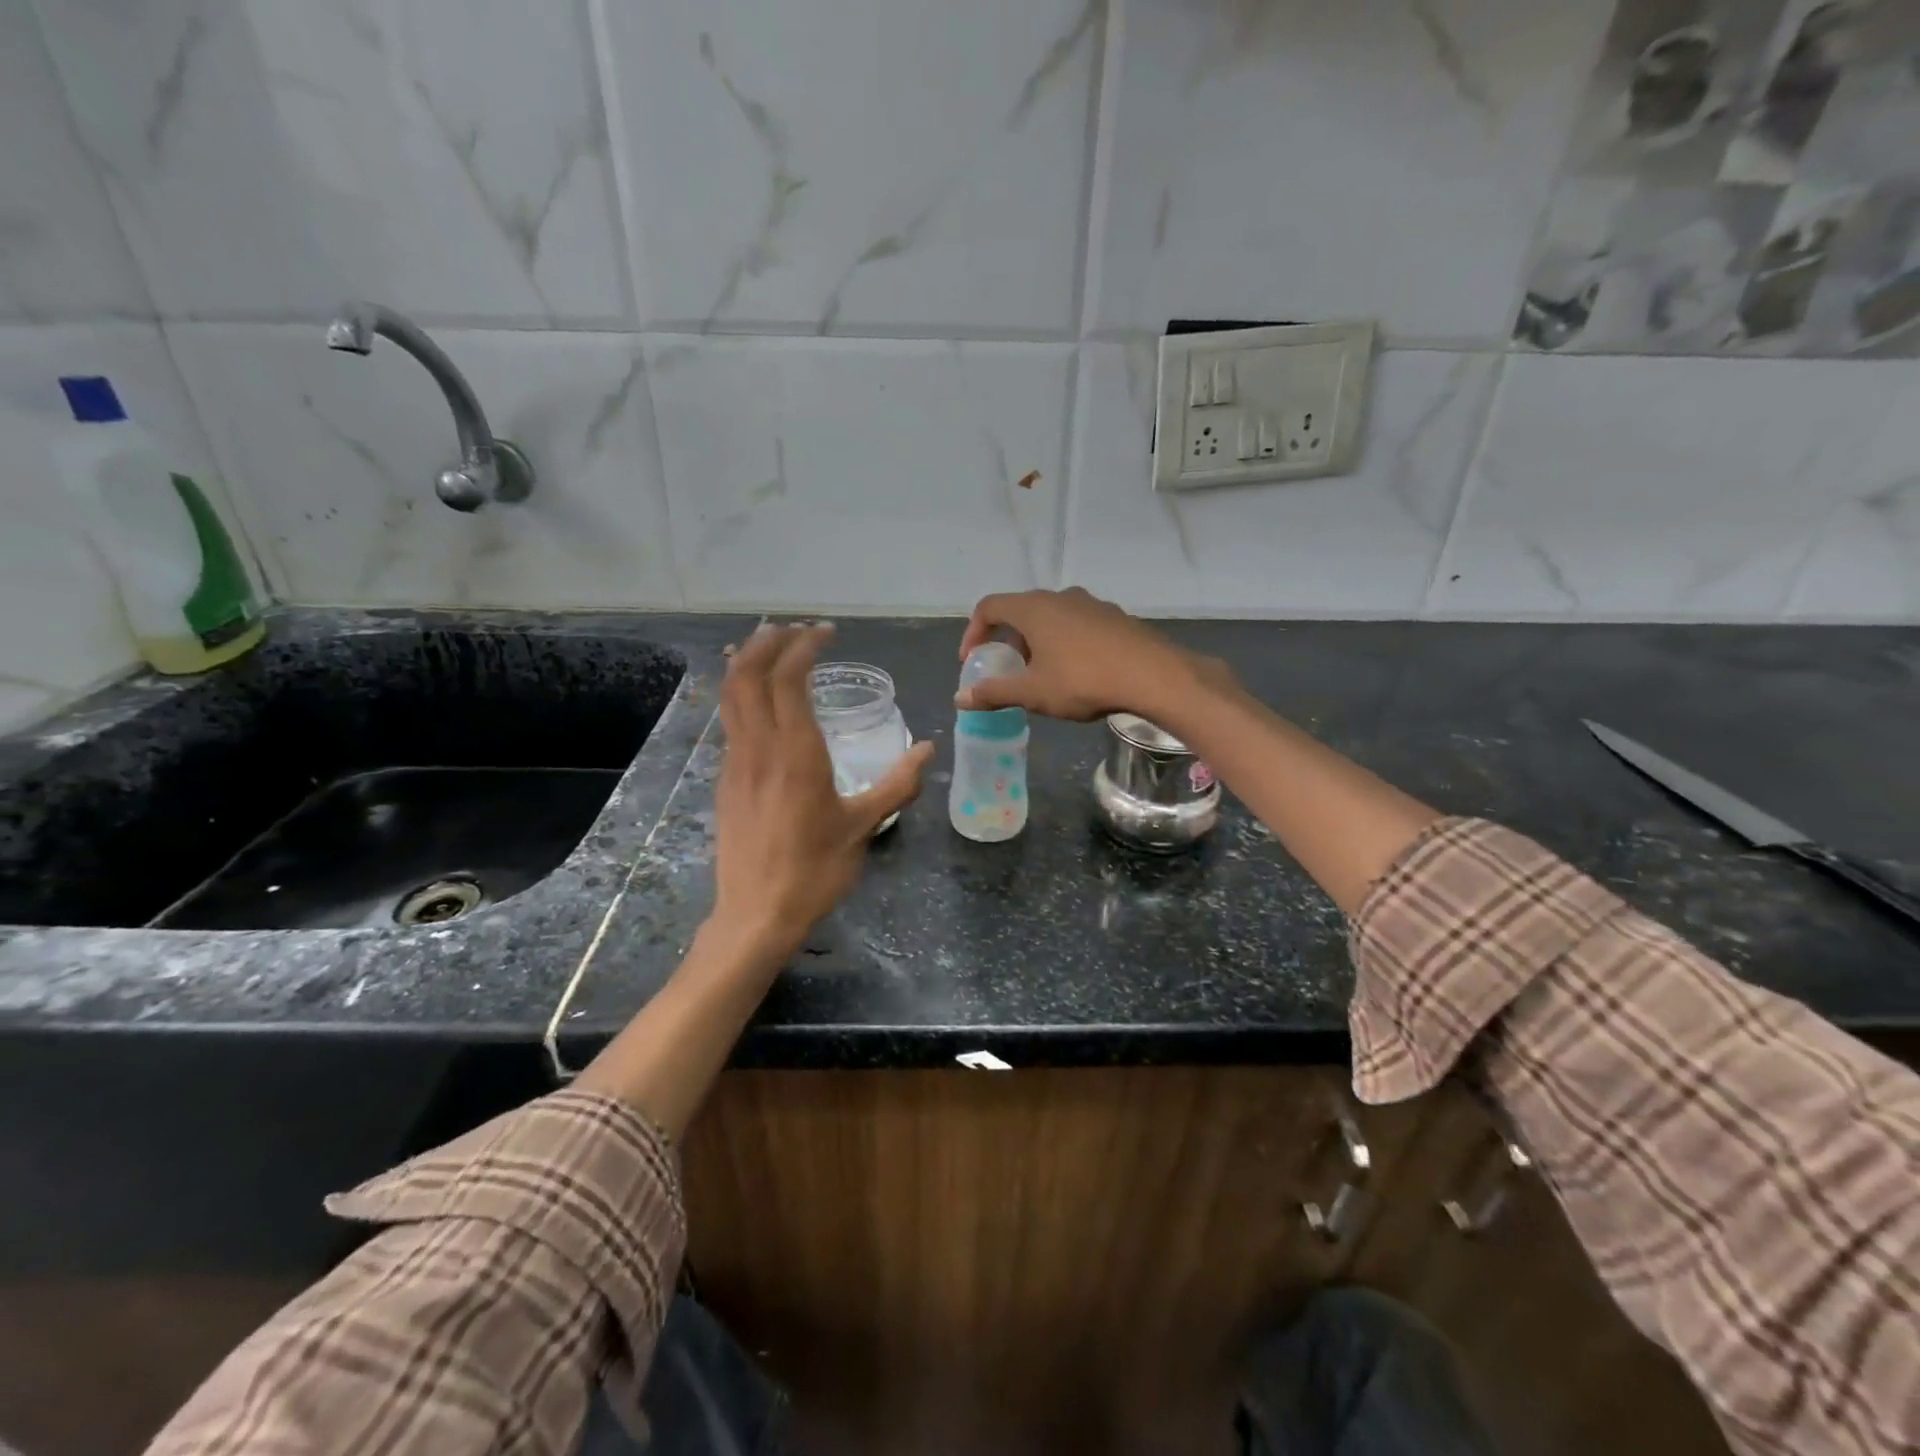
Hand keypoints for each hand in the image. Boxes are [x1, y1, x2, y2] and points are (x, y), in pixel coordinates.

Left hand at [710, 623, 933, 961]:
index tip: (825, 634)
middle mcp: (759, 747)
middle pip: (748, 674)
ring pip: (730, 695)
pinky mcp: (726, 780)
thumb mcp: (864, 826)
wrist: (756, 914)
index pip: (788, 678)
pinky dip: (739, 693)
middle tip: (793, 629)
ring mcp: (736, 763)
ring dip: (746, 662)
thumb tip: (928, 750)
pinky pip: (729, 721)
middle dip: (767, 642)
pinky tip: (758, 698)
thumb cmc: (815, 870)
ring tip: (767, 645)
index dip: (803, 646)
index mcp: (797, 752)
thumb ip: (898, 783)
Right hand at [955, 587, 1216, 722]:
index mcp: (1033, 608)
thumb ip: (994, 693)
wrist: (1154, 676)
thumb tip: (960, 698)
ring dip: (1037, 642)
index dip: (973, 632)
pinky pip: (1077, 624)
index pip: (989, 607)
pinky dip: (1064, 642)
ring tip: (1042, 674)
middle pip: (1021, 610)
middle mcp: (1060, 596)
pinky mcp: (1115, 617)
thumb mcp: (1033, 693)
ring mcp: (1091, 604)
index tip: (972, 661)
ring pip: (1051, 617)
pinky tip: (1077, 671)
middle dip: (1008, 640)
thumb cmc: (1083, 681)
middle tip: (1008, 670)